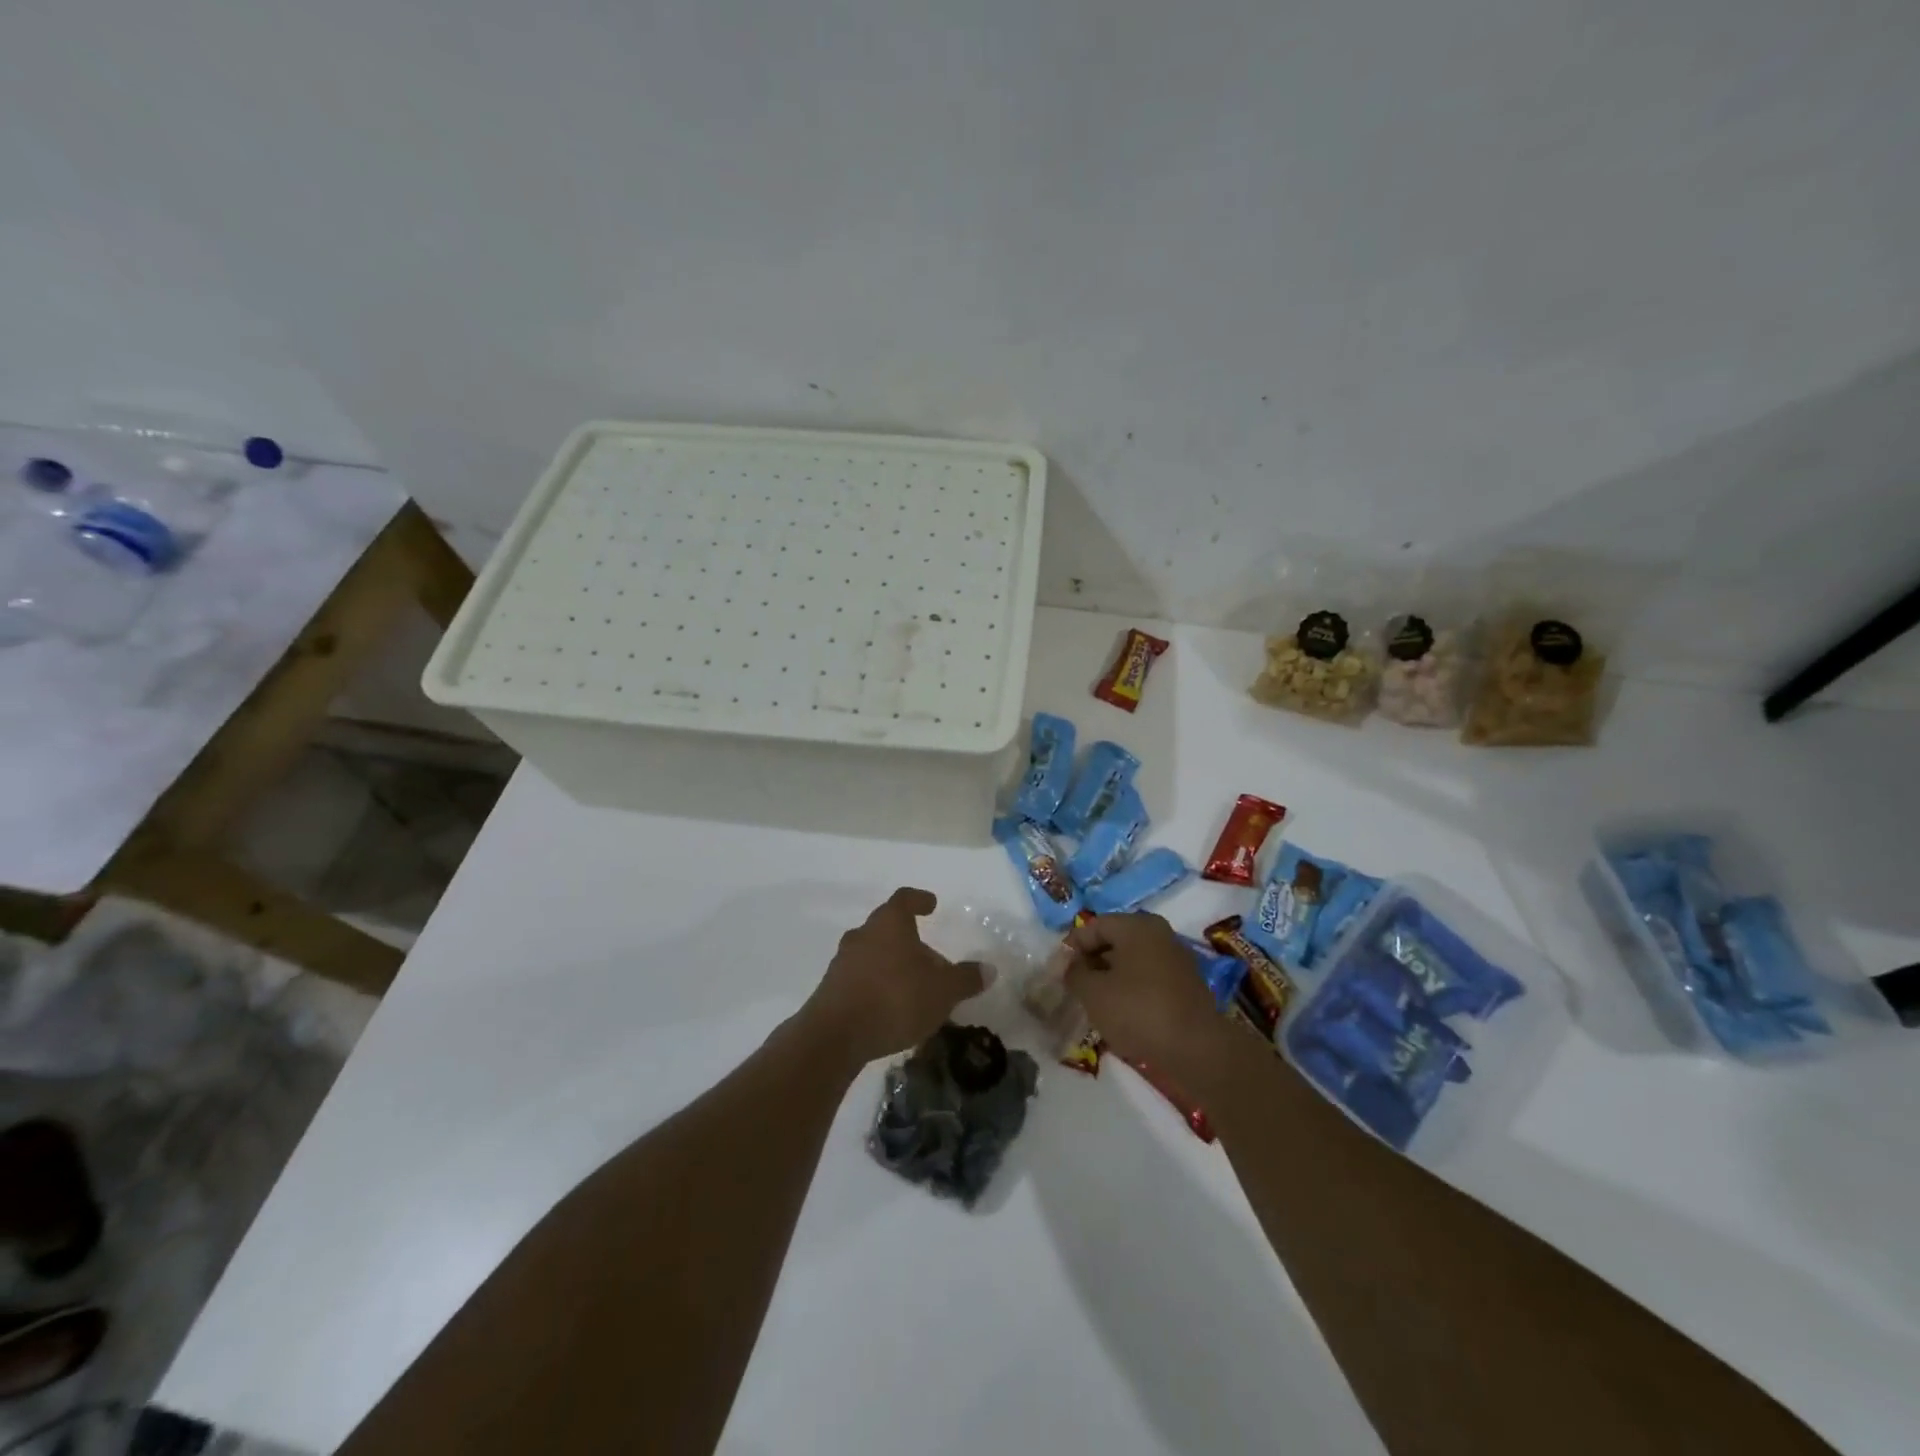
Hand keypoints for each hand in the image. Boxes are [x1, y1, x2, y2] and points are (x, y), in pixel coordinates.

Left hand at [800, 888, 984, 1068]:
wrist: (835, 1035)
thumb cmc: (895, 999)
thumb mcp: (942, 991)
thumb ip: (965, 978)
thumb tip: (989, 969)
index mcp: (889, 923)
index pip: (905, 899)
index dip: (919, 900)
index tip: (931, 905)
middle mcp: (863, 934)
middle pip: (889, 928)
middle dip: (910, 941)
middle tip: (932, 961)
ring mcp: (843, 961)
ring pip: (874, 953)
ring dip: (893, 964)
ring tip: (914, 987)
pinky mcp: (831, 988)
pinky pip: (861, 977)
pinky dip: (877, 985)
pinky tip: (891, 1007)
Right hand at [1063, 913, 1231, 1088]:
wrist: (1197, 1049)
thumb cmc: (1139, 1011)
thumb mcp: (1094, 993)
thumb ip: (1074, 974)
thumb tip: (1070, 966)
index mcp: (1136, 925)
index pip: (1093, 925)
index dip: (1071, 946)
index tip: (1059, 972)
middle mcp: (1159, 933)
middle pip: (1114, 940)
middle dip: (1091, 962)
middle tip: (1074, 987)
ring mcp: (1176, 958)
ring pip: (1131, 961)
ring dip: (1110, 977)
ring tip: (1094, 1002)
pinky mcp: (1186, 984)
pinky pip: (1148, 977)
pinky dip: (1131, 989)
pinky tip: (1121, 1013)